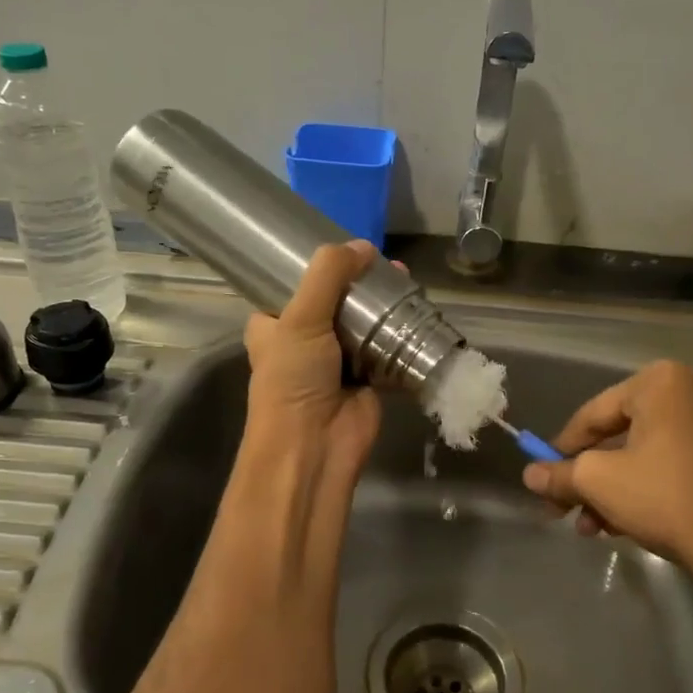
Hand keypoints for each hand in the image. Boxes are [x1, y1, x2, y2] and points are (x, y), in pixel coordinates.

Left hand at [241, 240, 382, 482]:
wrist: (314, 446)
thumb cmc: (293, 379)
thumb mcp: (300, 318)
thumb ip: (328, 276)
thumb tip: (363, 246)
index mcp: (273, 326)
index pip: (292, 287)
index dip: (316, 267)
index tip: (345, 248)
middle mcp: (304, 342)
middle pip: (335, 303)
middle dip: (360, 284)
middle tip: (386, 264)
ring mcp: (337, 362)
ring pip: (364, 325)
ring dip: (384, 307)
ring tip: (406, 280)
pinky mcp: (368, 380)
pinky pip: (387, 351)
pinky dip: (402, 336)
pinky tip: (420, 311)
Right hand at [522, 361, 692, 618]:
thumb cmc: (661, 496)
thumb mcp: (597, 482)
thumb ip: (558, 473)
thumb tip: (529, 474)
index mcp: (660, 381)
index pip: (593, 415)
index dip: (561, 449)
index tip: (543, 477)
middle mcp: (691, 390)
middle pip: (618, 435)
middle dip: (589, 478)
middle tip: (565, 508)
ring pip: (643, 454)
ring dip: (612, 489)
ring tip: (592, 527)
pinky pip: (671, 463)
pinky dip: (644, 487)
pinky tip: (623, 524)